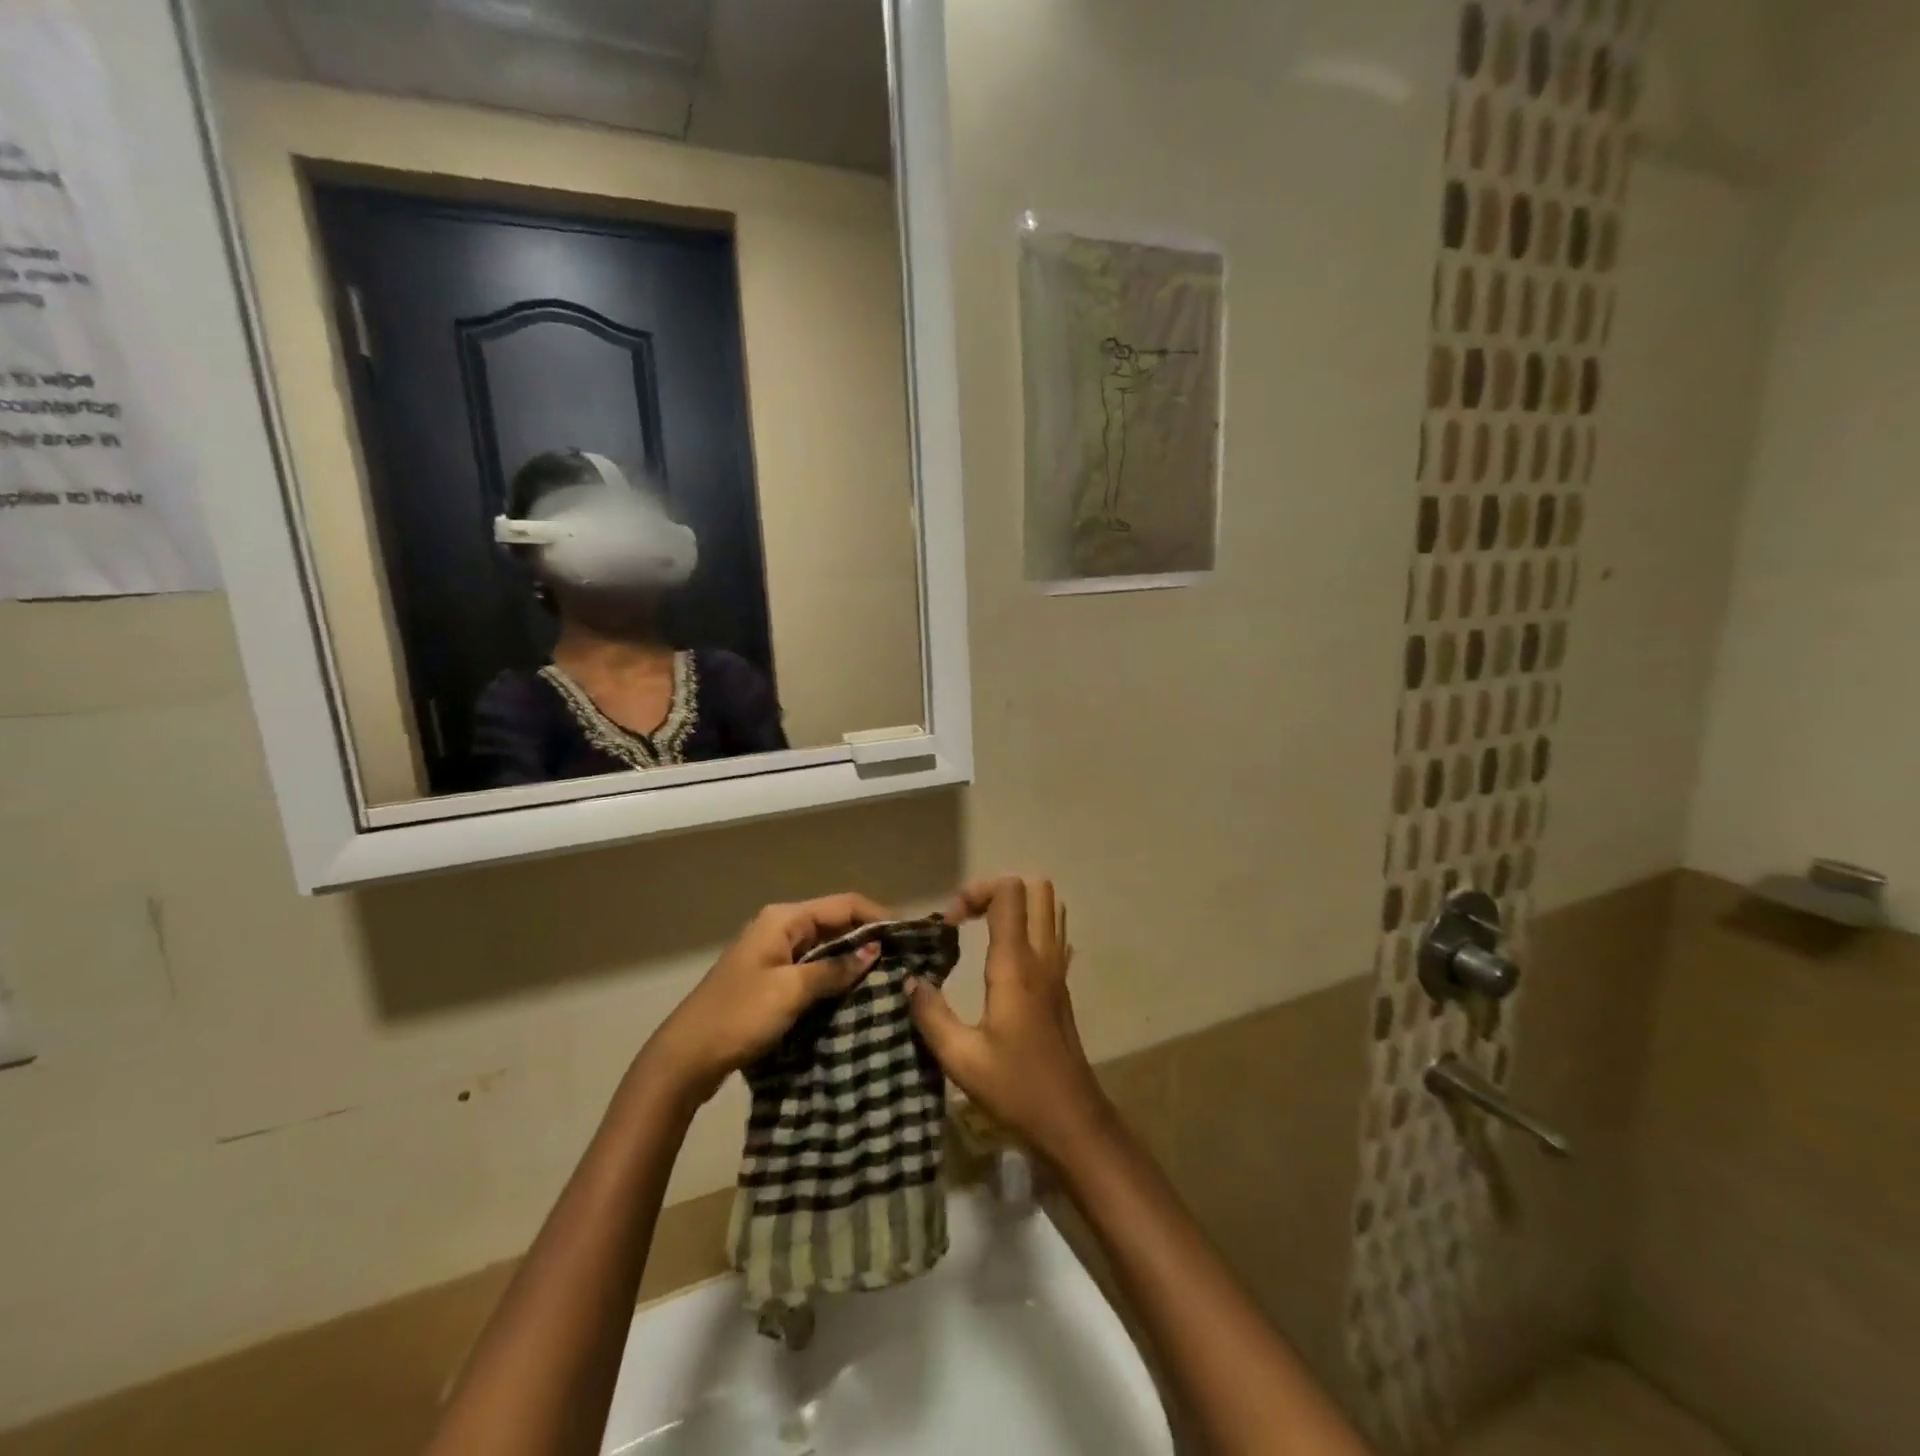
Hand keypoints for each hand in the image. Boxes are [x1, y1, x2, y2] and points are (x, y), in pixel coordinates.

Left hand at [642, 893, 888, 1107]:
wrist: (686, 1058)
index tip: (909, 936)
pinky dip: (835, 975)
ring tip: (889, 976)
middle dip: (869, 937)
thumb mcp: (791, 991)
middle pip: (835, 923)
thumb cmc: (740, 1016)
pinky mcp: (772, 979)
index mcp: (783, 919)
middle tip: (905, 959)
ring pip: (825, 947)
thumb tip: (875, 951)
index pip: (844, 904)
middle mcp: (780, 927)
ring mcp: (774, 954)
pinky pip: (813, 967)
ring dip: (853, 959)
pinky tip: (856, 992)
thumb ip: (834, 969)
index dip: (878, 916)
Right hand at [905, 877, 1114, 1162]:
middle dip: (997, 891)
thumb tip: (910, 981)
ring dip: (1017, 907)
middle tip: (967, 919)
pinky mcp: (1062, 986)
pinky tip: (1008, 958)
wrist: (1072, 1121)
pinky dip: (1031, 929)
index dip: (975, 892)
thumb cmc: (1015, 1088)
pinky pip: (1054, 935)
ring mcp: (1058, 970)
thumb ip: (930, 1014)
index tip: (948, 924)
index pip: (1008, 893)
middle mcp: (1042, 957)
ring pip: (1050, 908)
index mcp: (1015, 965)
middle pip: (1036, 888)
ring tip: (983, 932)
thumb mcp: (960, 1058)